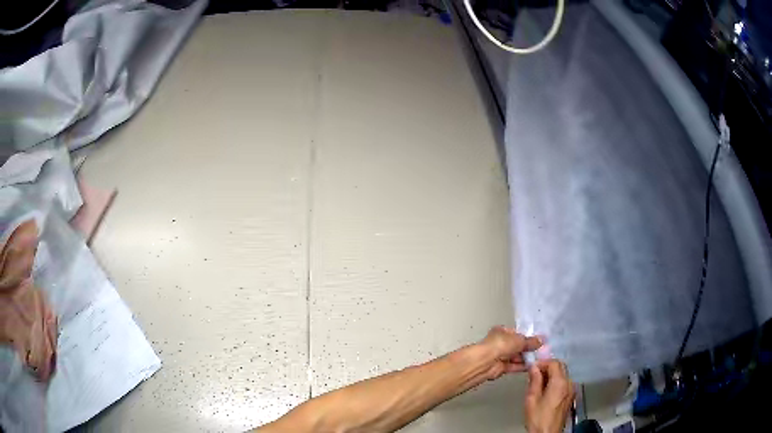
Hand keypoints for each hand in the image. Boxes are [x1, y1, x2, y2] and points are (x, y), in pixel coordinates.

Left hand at [477, 326, 541, 379]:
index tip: (540, 340)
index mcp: (502, 331)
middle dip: (529, 349)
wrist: (485, 362)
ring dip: (527, 358)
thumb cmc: (500, 345)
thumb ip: (530, 341)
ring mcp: (500, 356)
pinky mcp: (501, 367)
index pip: (518, 333)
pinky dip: (523, 366)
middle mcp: (500, 343)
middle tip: (543, 351)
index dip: (529, 337)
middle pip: (518, 346)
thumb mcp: (519, 340)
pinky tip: (534, 366)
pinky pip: (514, 366)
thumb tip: (542, 340)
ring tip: (541, 359)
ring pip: (516, 356)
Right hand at [525, 360, 574, 432]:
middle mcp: (569, 384)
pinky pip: (564, 383)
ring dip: (552, 375)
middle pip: (560, 367)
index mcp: (560, 383)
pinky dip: (556, 382)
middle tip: (534, 374)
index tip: (532, 367)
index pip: (554, 363)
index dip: (542, 363)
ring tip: (538, 383)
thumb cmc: (538, 418)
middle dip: (547, 367)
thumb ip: (534, 380)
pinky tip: (546, 391)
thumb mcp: (532, 398)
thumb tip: (534, 367)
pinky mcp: (571, 396)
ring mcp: (572, 390)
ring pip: (563, 374)